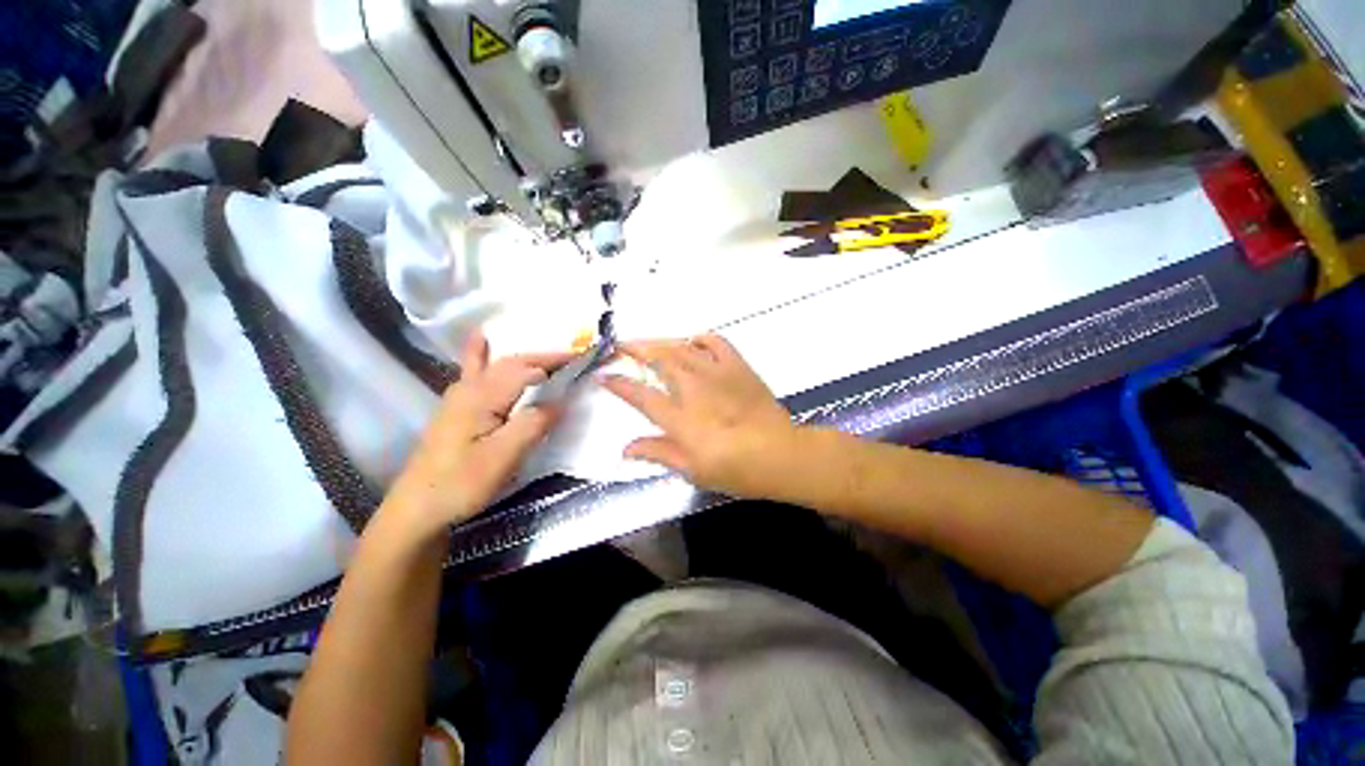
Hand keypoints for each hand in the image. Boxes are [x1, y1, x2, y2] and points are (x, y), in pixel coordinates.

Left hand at [383, 331, 572, 535]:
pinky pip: (475, 371)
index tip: (580, 357)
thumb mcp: (504, 457)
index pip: (523, 367)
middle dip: (541, 355)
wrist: (418, 508)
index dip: (552, 360)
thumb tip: (560, 402)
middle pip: (509, 361)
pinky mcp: (456, 409)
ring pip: (492, 363)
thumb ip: (533, 424)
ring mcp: (458, 397)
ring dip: (520, 355)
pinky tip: (482, 342)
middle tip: (570, 356)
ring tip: (542, 351)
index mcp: (482, 396)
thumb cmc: (462, 482)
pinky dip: (484, 353)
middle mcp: (468, 388)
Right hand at [604, 334, 798, 498]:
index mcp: (680, 418)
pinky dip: (699, 338)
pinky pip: (715, 342)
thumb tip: (625, 450)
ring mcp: (716, 373)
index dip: (619, 384)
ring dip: (661, 342)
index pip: (641, 395)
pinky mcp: (737, 366)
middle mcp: (694, 388)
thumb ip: (658, 454)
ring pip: (681, 347)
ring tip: (648, 342)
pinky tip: (692, 343)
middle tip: (621, 345)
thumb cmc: (736, 469)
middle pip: (658, 359)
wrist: (781, 455)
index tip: (604, 376)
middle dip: (635, 349)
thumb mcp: (692, 470)